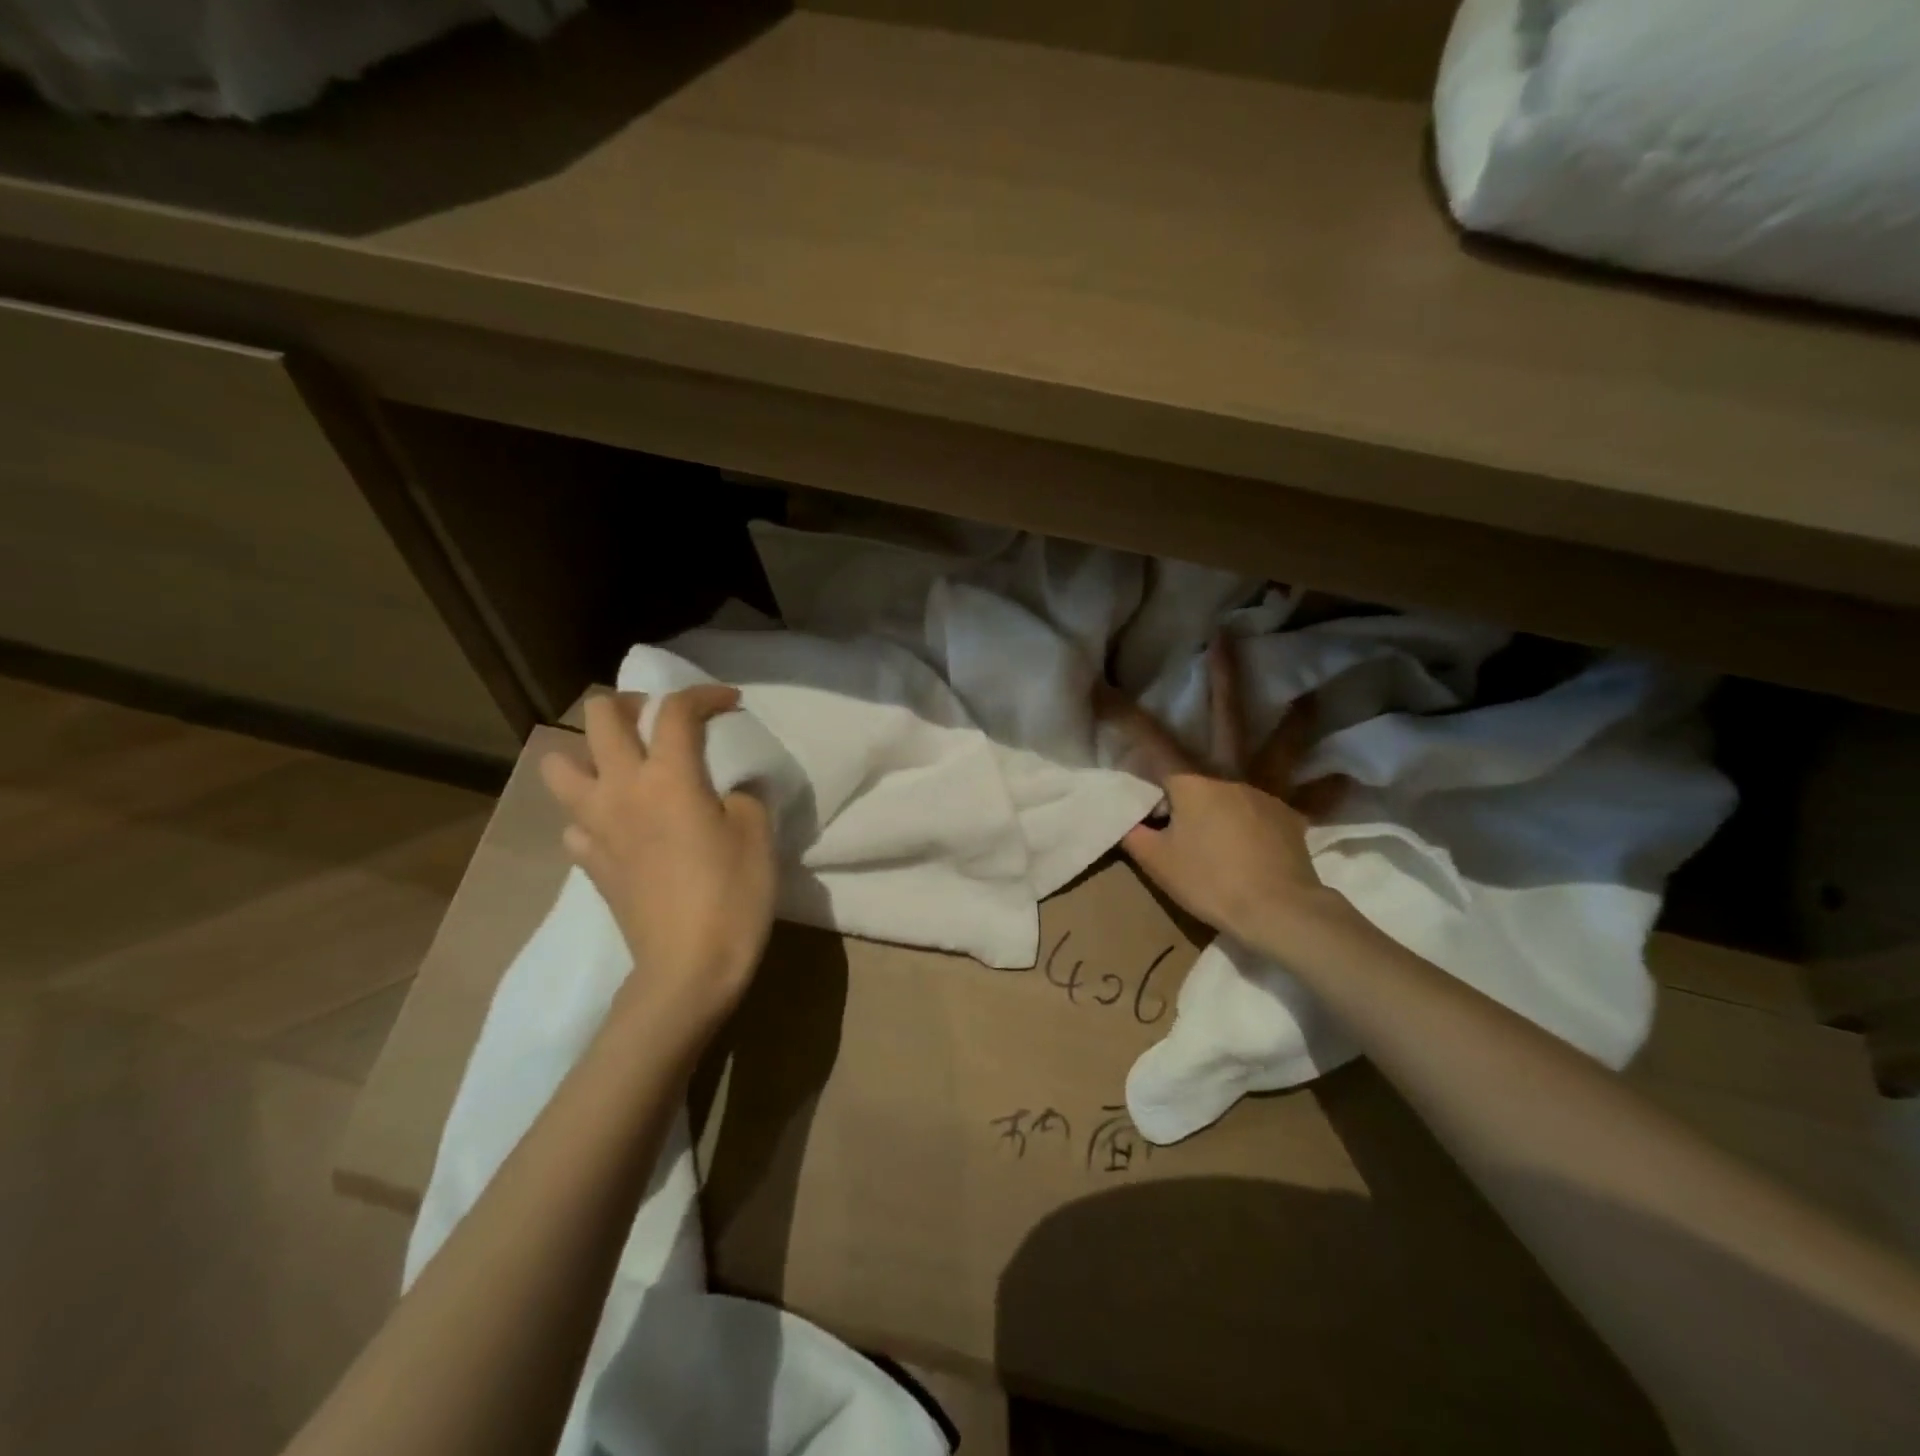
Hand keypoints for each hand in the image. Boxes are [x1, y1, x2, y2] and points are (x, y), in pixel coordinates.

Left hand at [541, 687, 775, 1031]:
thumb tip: (728, 789)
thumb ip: (743, 795)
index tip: (730, 703)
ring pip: (560, 764)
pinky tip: (621, 827)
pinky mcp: (588, 862)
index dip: (705, 695)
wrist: (688, 967)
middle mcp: (621, 788)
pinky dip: (593, 813)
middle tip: (661, 721)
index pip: (677, 710)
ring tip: (624, 767)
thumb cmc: (732, 894)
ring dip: (589, 754)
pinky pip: (574, 821)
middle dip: (631, 703)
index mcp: (669, 776)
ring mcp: (595, 825)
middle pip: (600, 716)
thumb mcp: (757, 834)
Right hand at [1095, 636, 1348, 947]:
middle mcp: (1232, 774)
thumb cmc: (1210, 882)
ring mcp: (1268, 791)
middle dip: (1224, 676)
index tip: (1103, 686)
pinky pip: (1312, 798)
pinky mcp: (1293, 815)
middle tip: (1225, 637)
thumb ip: (1138, 836)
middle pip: (1227, 718)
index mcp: (1193, 782)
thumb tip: (1129, 821)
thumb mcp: (1158, 862)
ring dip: (1294, 720)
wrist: (1275, 910)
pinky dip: (1326, 789)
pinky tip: (1343, 778)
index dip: (1125, 714)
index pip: (1151, 741)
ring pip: (1281, 747)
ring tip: (1309, 696)